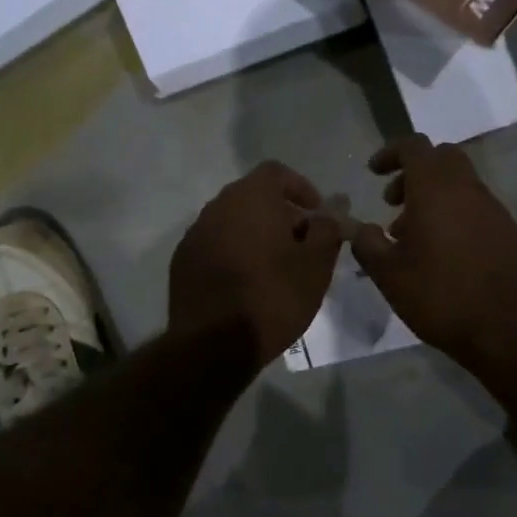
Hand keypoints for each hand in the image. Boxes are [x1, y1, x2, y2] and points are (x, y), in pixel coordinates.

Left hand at [169, 161, 343, 363]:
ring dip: (256, 233)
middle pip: (254, 195)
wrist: (212, 345)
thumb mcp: (316, 265)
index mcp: (250, 198)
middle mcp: (217, 206)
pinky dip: (234, 252)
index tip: (317, 216)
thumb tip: (334, 207)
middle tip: (303, 244)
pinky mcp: (182, 260)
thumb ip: (327, 228)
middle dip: (281, 213)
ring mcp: (195, 233)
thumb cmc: (273, 298)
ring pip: (233, 220)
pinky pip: (215, 244)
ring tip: (277, 266)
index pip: (277, 172)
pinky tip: (247, 283)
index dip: (301, 188)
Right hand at [353, 137, 516, 377]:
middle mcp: (468, 190)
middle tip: (393, 202)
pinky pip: (476, 207)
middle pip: (441, 157)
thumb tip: (359, 228)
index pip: (415, 146)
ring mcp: (494, 209)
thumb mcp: (389, 275)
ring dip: (434, 195)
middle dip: (414, 171)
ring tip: (412, 235)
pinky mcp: (509, 231)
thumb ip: (367, 244)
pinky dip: (455, 213)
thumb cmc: (440, 298)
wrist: (508, 333)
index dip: (390, 152)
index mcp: (436, 190)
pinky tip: (443, 252)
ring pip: (460, 183)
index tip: (373, 173)